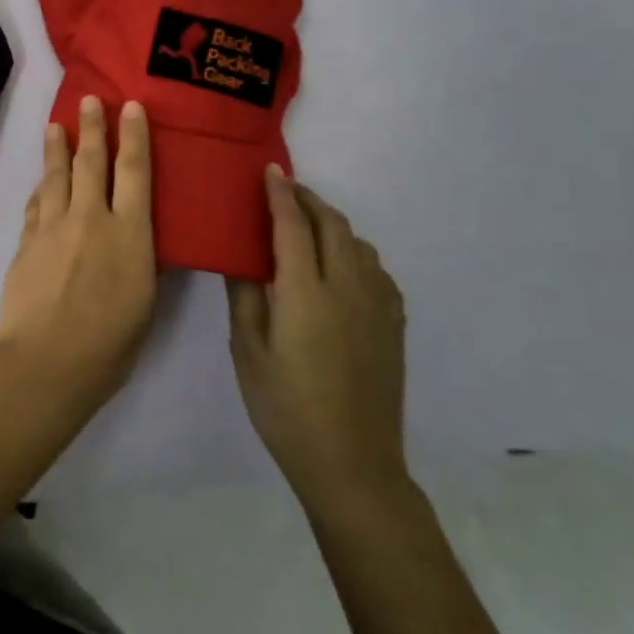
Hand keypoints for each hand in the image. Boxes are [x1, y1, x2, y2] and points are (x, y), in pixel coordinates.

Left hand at [0, 97, 158, 410]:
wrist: (46, 361)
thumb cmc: (110, 344)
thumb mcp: (145, 303)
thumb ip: (142, 263)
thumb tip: (141, 239)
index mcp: (129, 233)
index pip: (134, 172)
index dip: (134, 136)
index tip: (131, 107)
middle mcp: (90, 218)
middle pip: (91, 162)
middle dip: (92, 128)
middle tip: (90, 100)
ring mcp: (53, 227)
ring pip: (55, 175)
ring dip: (57, 148)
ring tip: (56, 126)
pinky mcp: (27, 242)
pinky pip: (36, 204)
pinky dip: (40, 187)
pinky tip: (40, 181)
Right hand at [227, 169, 408, 503]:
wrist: (352, 463)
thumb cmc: (286, 407)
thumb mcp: (248, 351)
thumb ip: (245, 295)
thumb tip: (239, 254)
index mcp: (306, 292)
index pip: (293, 225)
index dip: (280, 194)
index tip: (270, 170)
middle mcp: (347, 288)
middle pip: (332, 225)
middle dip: (308, 200)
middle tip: (285, 190)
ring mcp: (377, 305)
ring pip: (358, 244)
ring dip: (332, 223)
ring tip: (308, 225)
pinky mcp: (393, 324)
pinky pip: (376, 269)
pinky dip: (355, 251)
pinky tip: (340, 266)